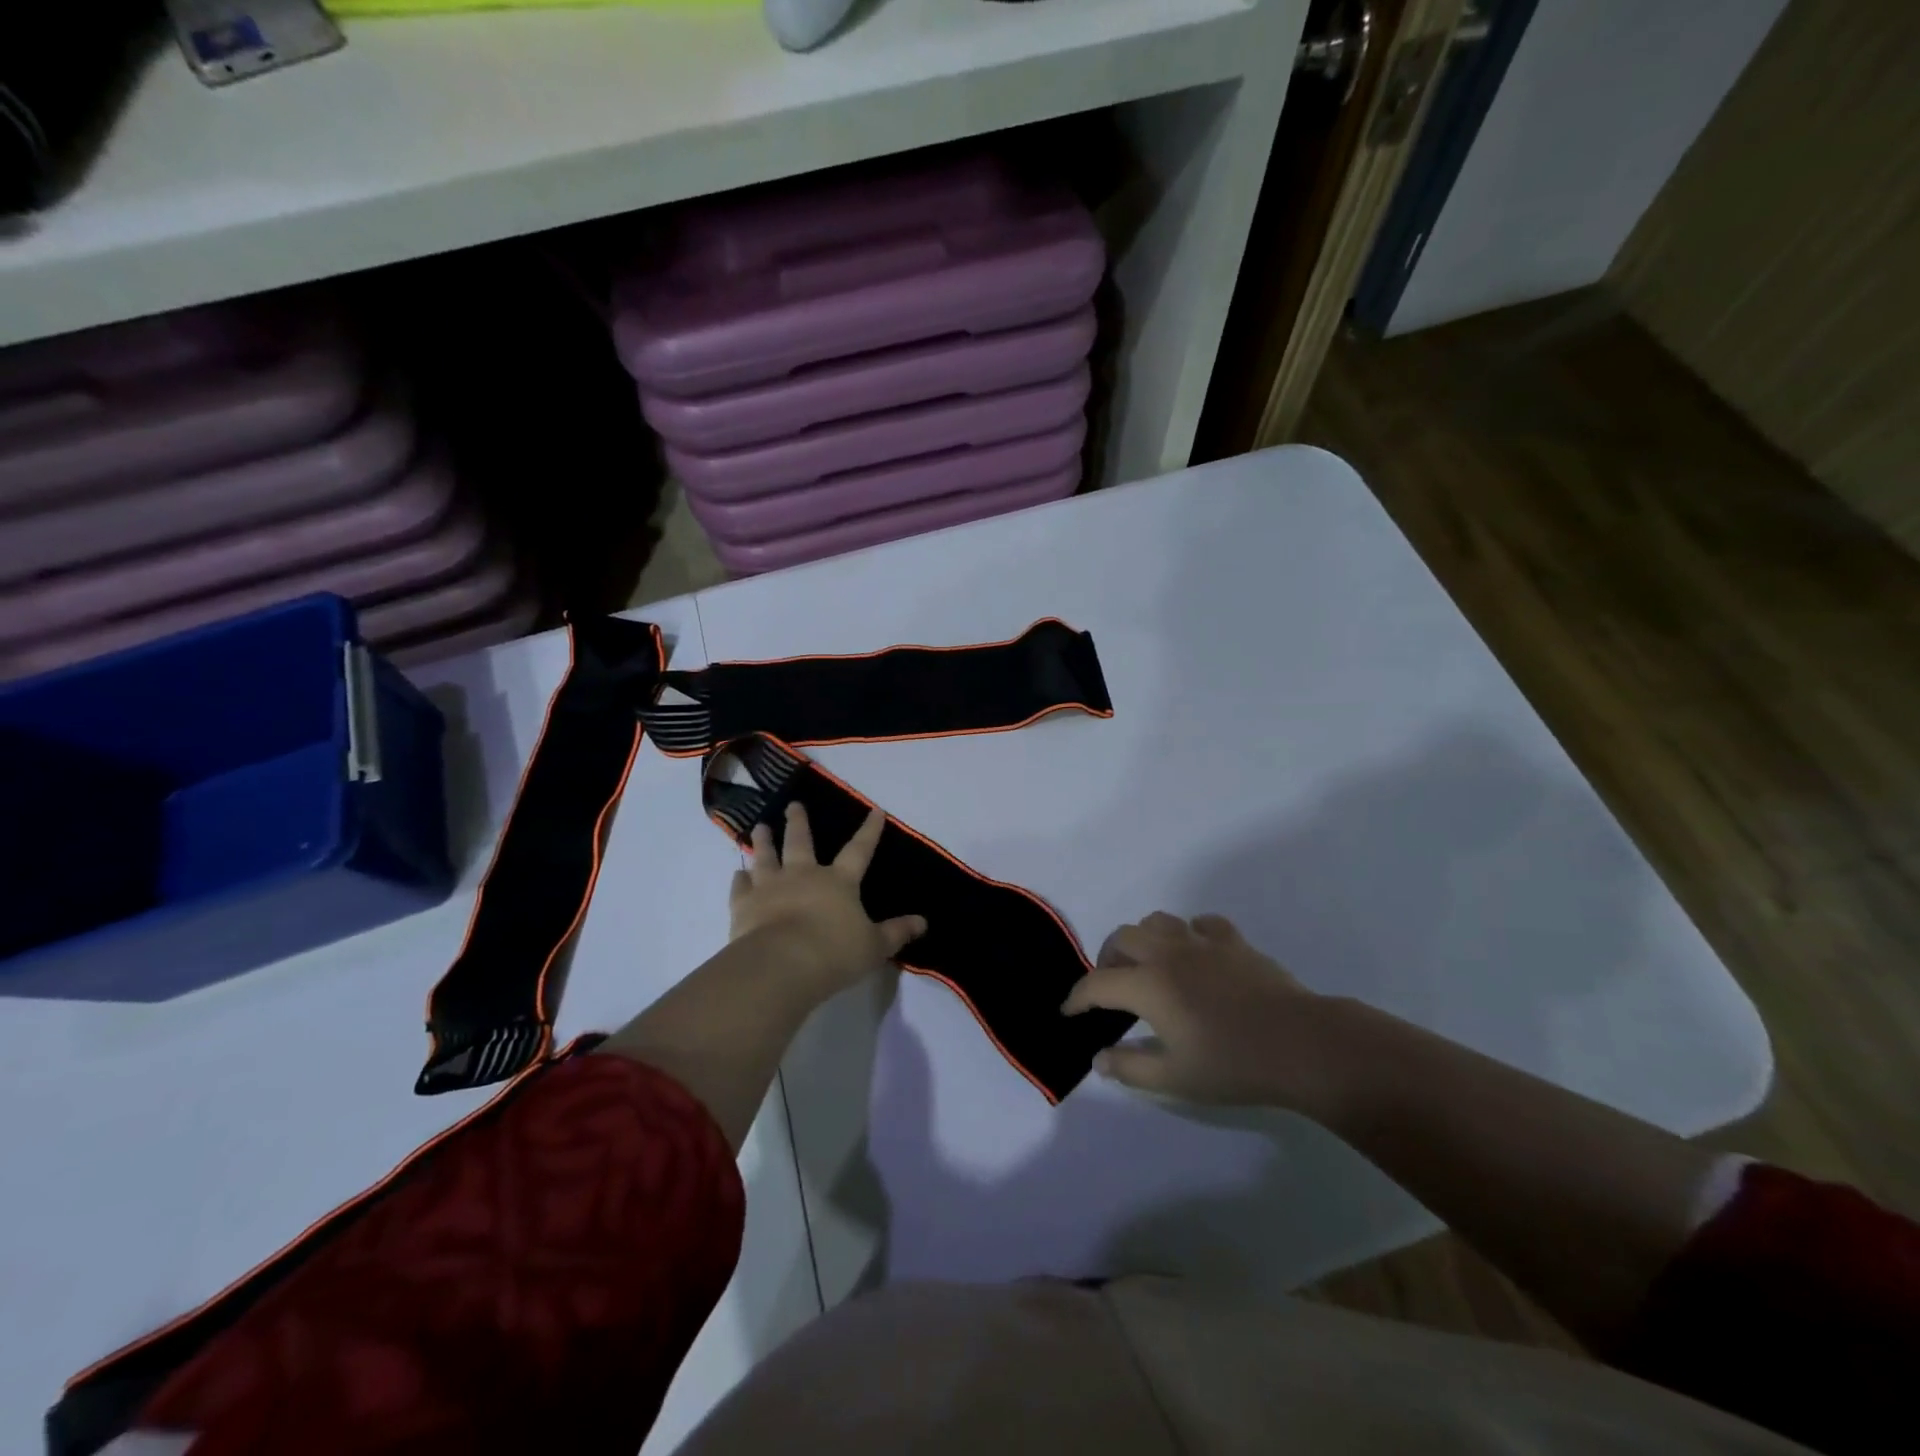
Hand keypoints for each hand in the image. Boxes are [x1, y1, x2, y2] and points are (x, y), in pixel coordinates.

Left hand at [729, 802, 926, 1001]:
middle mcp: (803, 875)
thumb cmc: (834, 953)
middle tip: (793, 804)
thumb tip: (923, 922)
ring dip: (763, 841)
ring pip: (765, 856)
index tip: (875, 810)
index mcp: (838, 882)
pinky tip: (737, 874)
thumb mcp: (874, 947)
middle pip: (801, 842)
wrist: (781, 965)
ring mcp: (770, 887)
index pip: (859, 850)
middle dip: (799, 821)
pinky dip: (740, 879)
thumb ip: (896, 933)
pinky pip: (741, 887)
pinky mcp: (743, 905)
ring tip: (760, 827)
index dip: (869, 830)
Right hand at [1062, 911, 1349, 1117]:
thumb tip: (1099, 1058)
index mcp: (1148, 985)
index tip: (1069, 1012)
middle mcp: (1167, 953)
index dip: (1077, 998)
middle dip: (1107, 959)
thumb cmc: (1233, 1065)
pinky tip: (1195, 954)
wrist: (1301, 1045)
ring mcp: (1202, 942)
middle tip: (1111, 986)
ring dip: (1143, 939)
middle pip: (1122, 938)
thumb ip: (1130, 1067)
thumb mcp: (1175, 1079)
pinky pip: (1200, 924)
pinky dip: (1188, 934)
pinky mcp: (1233, 942)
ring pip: (1157, 921)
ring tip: (1148, 963)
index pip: (1097, 984)